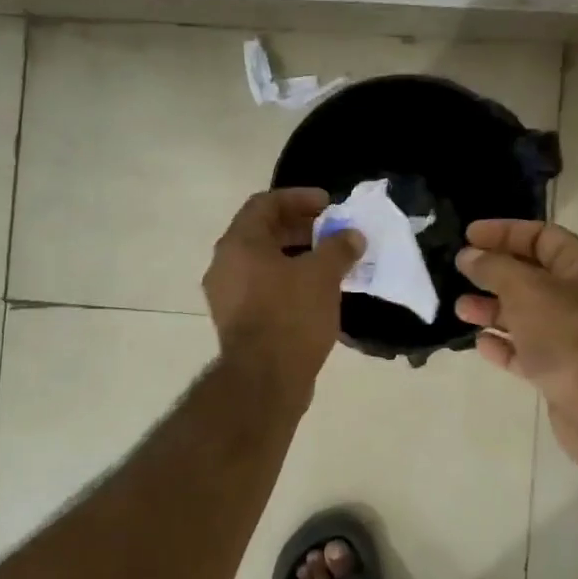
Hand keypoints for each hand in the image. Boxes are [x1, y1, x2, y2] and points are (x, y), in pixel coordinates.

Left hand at [204, 188, 361, 407]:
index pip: (265, 204)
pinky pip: (264, 288)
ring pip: (264, 263)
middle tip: (333, 232)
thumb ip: (339, 248)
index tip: (329, 204)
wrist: (264, 380)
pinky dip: (289, 282)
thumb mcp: (322, 276)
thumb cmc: (291, 316)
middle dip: (300, 228)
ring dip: (297, 256)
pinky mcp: (237, 321)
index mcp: (238, 244)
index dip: (298, 198)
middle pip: (263, 233)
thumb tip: (352, 236)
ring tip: (331, 262)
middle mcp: (225, 265)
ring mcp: (227, 296)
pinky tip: (317, 293)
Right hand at [455, 220, 577, 474]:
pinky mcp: (560, 370)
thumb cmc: (567, 335)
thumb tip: (468, 256)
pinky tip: (481, 344)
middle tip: (458, 271)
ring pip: (525, 314)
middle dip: (494, 272)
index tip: (468, 235)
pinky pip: (526, 350)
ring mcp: (571, 336)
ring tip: (460, 310)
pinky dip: (504, 345)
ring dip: (492, 309)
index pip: (542, 236)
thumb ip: (494, 268)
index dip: (504, 232)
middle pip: (531, 275)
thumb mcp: (526, 289)